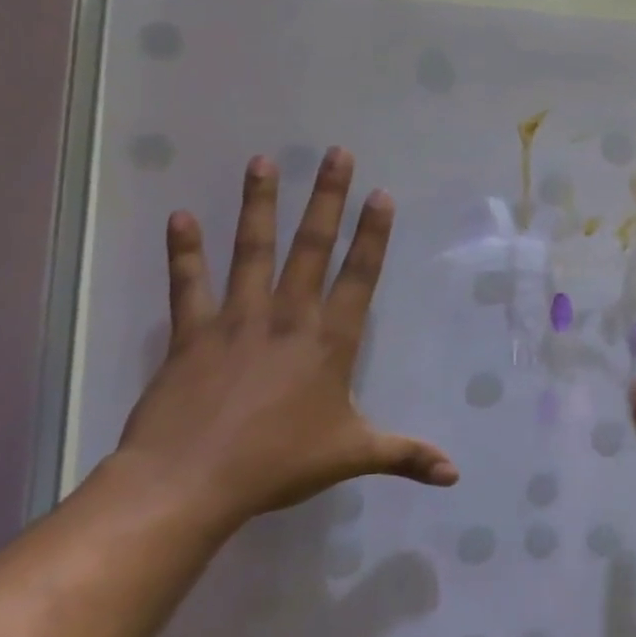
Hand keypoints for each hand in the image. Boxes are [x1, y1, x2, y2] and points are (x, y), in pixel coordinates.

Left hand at [116, 148, 455, 527]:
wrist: (189, 482)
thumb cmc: (279, 464)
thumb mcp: (352, 455)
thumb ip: (406, 455)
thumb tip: (455, 474)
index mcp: (330, 340)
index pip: (359, 275)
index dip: (373, 234)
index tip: (380, 194)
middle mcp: (288, 317)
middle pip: (311, 247)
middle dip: (326, 198)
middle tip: (335, 154)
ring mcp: (237, 320)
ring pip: (252, 251)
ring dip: (258, 205)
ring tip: (261, 161)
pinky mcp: (192, 333)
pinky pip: (188, 284)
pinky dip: (184, 250)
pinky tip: (181, 216)